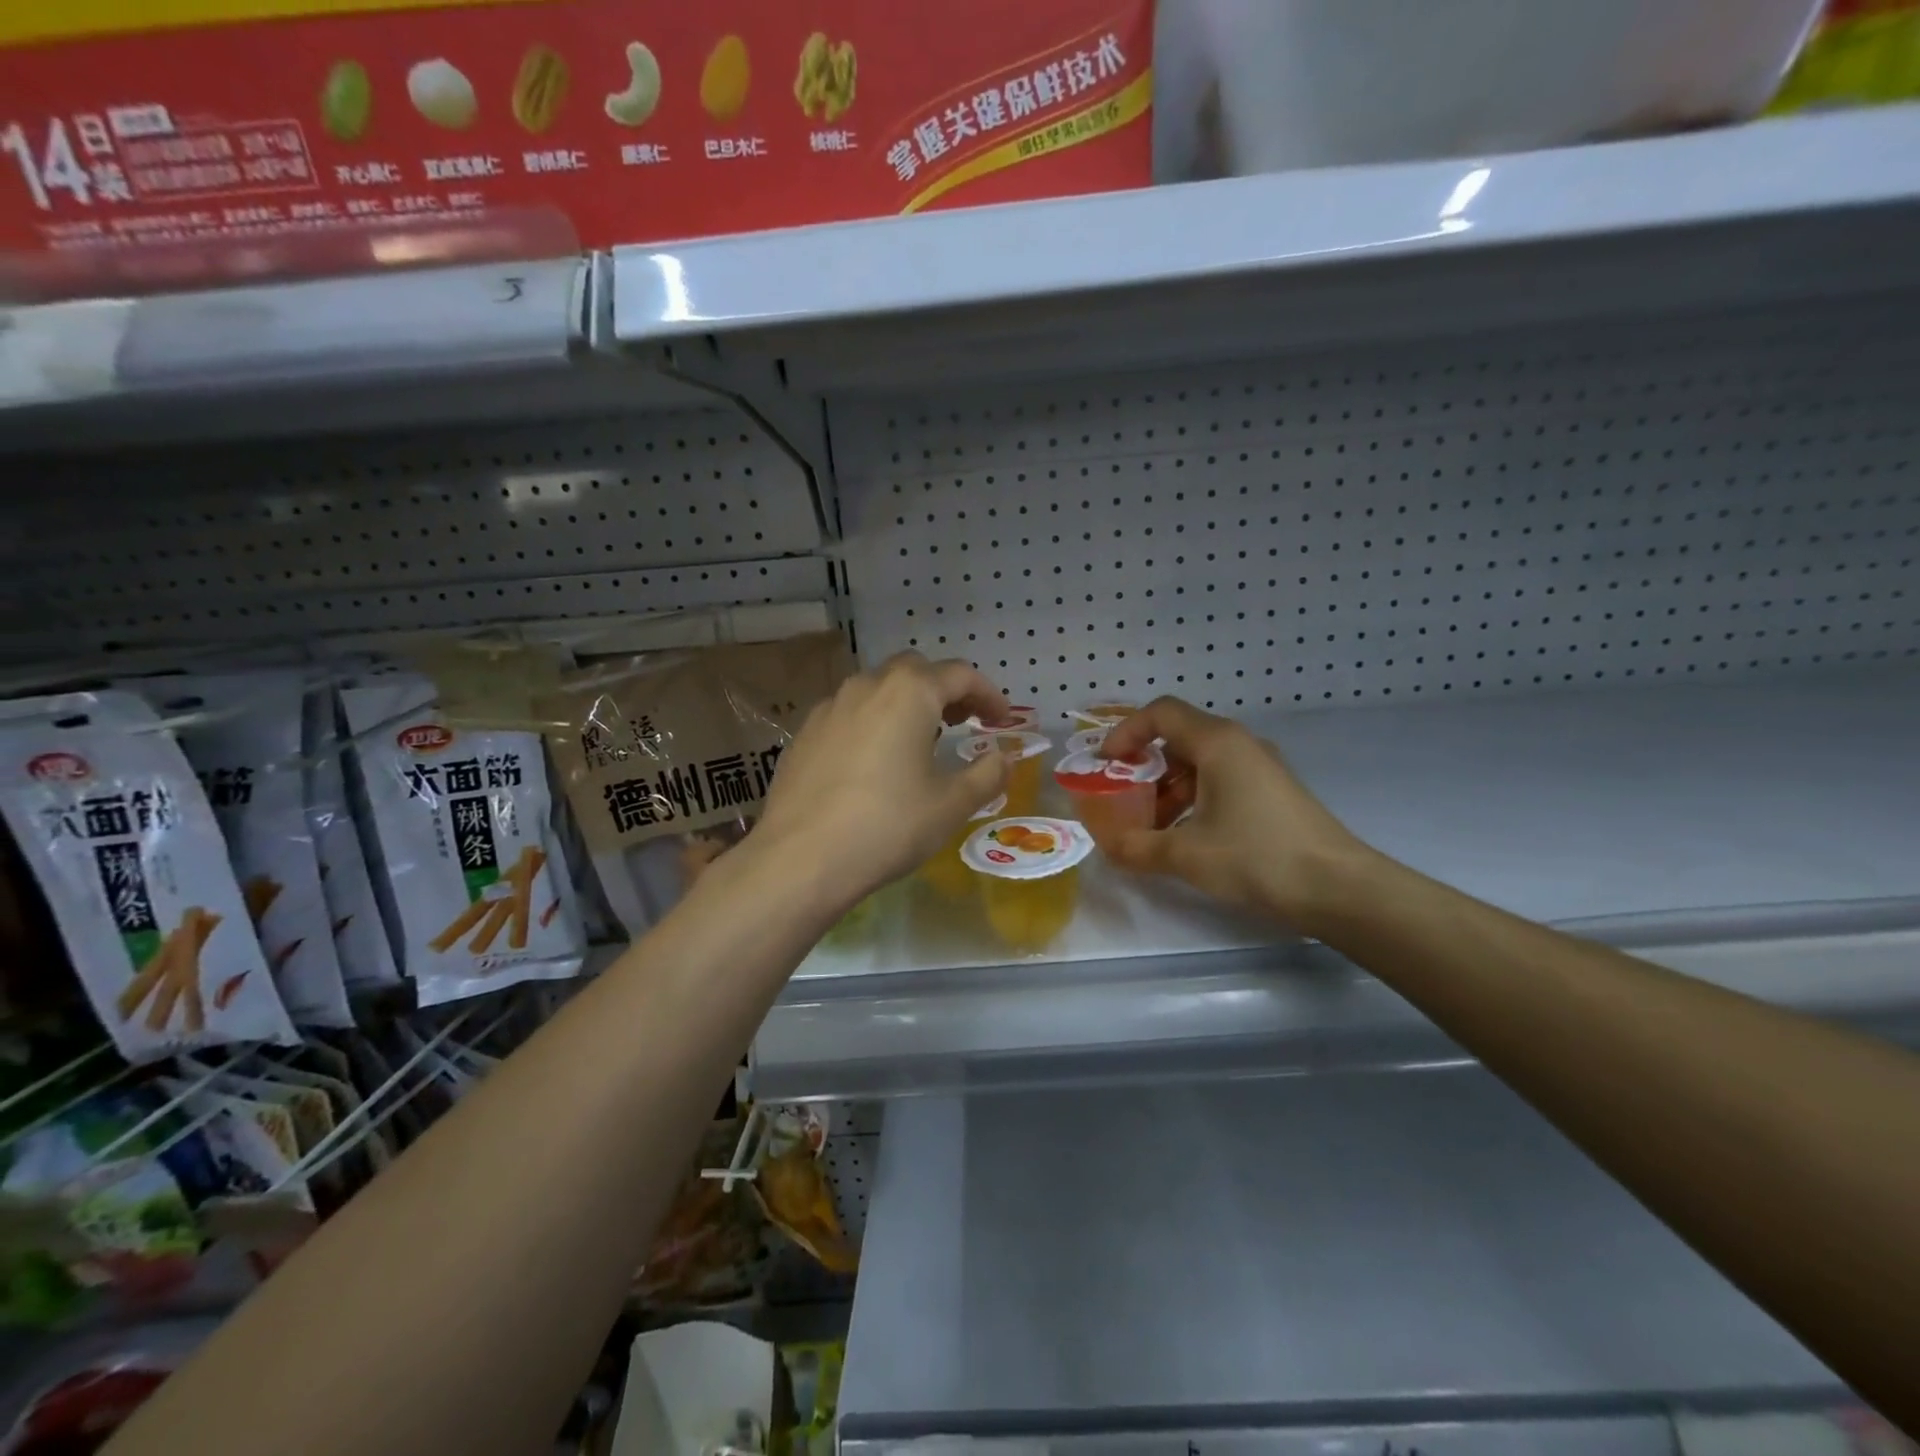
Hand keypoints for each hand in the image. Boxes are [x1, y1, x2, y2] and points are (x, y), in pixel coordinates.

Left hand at [751, 652, 1010, 912]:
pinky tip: (873, 762)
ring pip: (877, 688)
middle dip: (945, 690)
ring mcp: (829, 707)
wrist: (801, 859)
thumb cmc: (888, 826)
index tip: (1002, 721)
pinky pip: (849, 713)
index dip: (989, 695)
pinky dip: (872, 722)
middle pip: (915, 671)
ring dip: (906, 703)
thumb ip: (988, 774)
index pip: (960, 675)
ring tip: (918, 741)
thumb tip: (1005, 758)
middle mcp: (867, 686)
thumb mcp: (951, 804)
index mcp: (909, 693)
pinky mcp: (805, 733)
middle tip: (962, 723)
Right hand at [1100, 697, 1371, 929]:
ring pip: (1199, 763)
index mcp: (1217, 743)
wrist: (1338, 888)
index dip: (1125, 732)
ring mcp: (1259, 768)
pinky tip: (1186, 837)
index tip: (1105, 764)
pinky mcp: (1271, 792)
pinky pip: (1219, 781)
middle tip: (1123, 800)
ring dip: (1167, 788)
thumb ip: (1137, 846)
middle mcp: (1239, 745)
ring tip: (1152, 828)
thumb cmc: (1257, 857)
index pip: (1160, 713)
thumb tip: (1107, 846)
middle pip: (1178, 738)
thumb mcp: (1186, 854)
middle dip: (1144, 767)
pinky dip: (1193, 799)